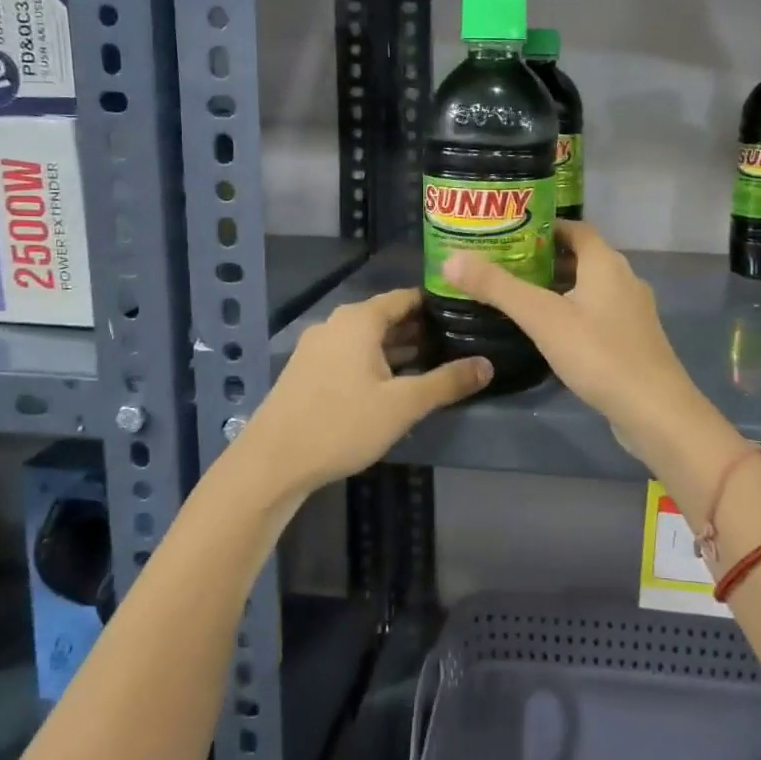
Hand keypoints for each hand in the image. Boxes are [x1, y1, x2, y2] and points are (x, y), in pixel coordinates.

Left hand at [236, 287, 490, 499]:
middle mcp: (337, 323)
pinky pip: (351, 354)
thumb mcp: (403, 405)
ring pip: (368, 338)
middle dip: (421, 329)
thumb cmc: (342, 424)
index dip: (437, 304)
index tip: (465, 315)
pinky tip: (394, 384)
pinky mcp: (308, 370)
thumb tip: (487, 365)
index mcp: (359, 320)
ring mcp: (318, 346)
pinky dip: (376, 361)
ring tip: (433, 362)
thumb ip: (447, 382)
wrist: (272, 462)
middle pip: (387, 316)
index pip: (406, 297)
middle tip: (458, 342)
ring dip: (398, 348)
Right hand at [443, 221, 694, 433]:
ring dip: (558, 288)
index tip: (509, 234)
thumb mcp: (542, 318)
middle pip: (580, 257)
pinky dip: (573, 312)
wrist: (655, 411)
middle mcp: (624, 278)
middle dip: (544, 259)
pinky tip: (550, 333)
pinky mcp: (633, 340)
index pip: (574, 228)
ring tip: (519, 297)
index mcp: (606, 262)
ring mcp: (632, 311)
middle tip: (504, 266)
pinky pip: (598, 313)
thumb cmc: (599, 355)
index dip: (543, 226)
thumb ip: (498, 288)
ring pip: (589, 287)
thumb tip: (452, 260)